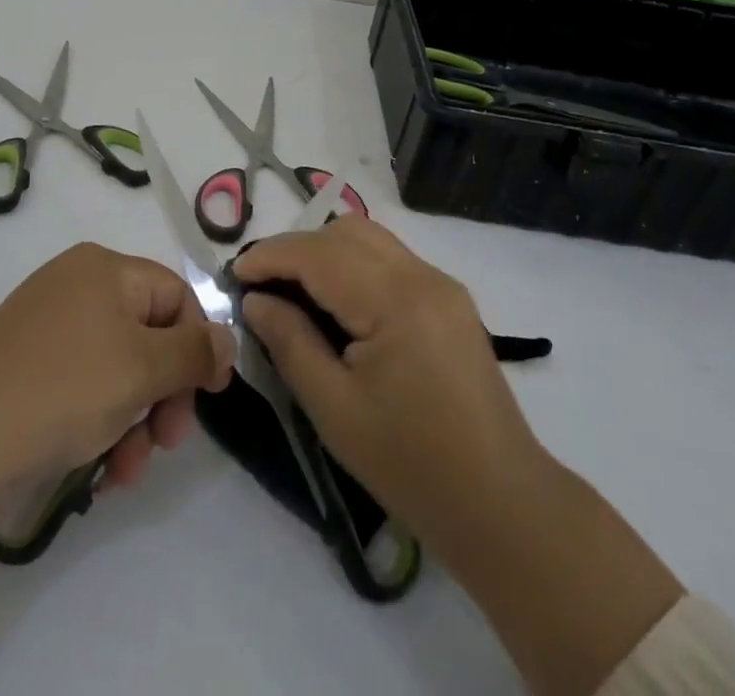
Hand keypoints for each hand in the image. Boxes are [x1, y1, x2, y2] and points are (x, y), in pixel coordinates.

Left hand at [0, 242, 235, 640]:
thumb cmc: (62, 389)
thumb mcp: (141, 368)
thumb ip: (194, 351)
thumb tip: (228, 337)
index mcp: (106, 268)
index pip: (177, 296)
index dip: (198, 346)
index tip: (207, 399)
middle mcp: (77, 284)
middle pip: (148, 334)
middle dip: (163, 393)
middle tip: (166, 443)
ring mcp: (48, 324)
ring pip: (118, 368)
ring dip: (134, 419)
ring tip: (125, 472)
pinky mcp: (26, 364)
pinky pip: (83, 383)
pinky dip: (99, 422)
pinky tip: (98, 470)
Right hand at [236, 218, 682, 695]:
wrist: (500, 503)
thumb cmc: (410, 464)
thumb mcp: (334, 408)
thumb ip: (290, 342)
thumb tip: (255, 301)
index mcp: (395, 301)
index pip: (319, 254)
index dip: (271, 256)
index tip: (234, 275)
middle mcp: (422, 276)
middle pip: (346, 232)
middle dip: (297, 248)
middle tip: (263, 285)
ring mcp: (442, 284)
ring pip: (370, 238)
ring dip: (326, 252)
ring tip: (295, 291)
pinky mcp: (450, 300)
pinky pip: (391, 259)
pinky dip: (355, 266)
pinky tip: (338, 303)